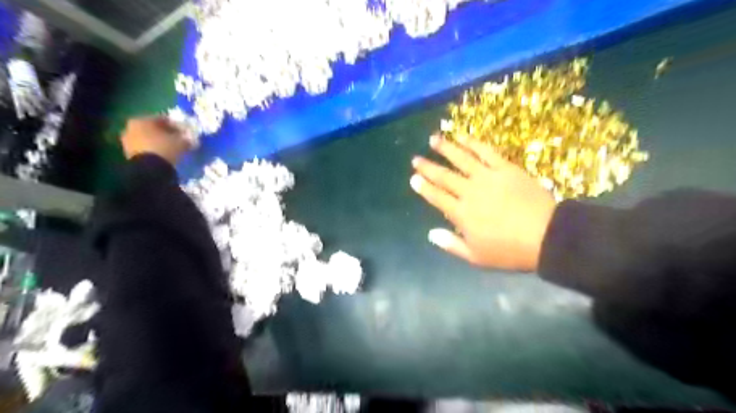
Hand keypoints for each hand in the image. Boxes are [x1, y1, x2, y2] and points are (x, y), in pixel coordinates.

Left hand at [122, 116, 189, 163]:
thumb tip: (189, 139)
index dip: (175, 125)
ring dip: (158, 143)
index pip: (162, 119)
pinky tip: (163, 156)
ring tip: (171, 150)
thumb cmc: (165, 149)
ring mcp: (128, 141)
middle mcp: (131, 127)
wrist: (149, 169)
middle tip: (178, 140)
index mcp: (143, 120)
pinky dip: (153, 151)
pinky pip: (144, 149)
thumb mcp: (181, 142)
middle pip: (153, 129)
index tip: (185, 132)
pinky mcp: (128, 154)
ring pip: (147, 139)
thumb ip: (186, 138)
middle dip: (165, 134)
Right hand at [412, 133, 555, 270]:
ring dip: (445, 148)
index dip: (423, 187)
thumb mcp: (476, 257)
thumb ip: (451, 244)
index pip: (436, 197)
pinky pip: (485, 152)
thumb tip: (430, 234)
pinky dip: (472, 143)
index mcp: (461, 214)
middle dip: (427, 167)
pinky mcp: (505, 168)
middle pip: (444, 176)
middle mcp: (469, 192)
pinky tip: (463, 136)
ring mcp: (487, 177)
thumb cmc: (509, 251)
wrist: (546, 236)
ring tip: (433, 139)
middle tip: (415, 159)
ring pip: (461, 159)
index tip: (413, 178)